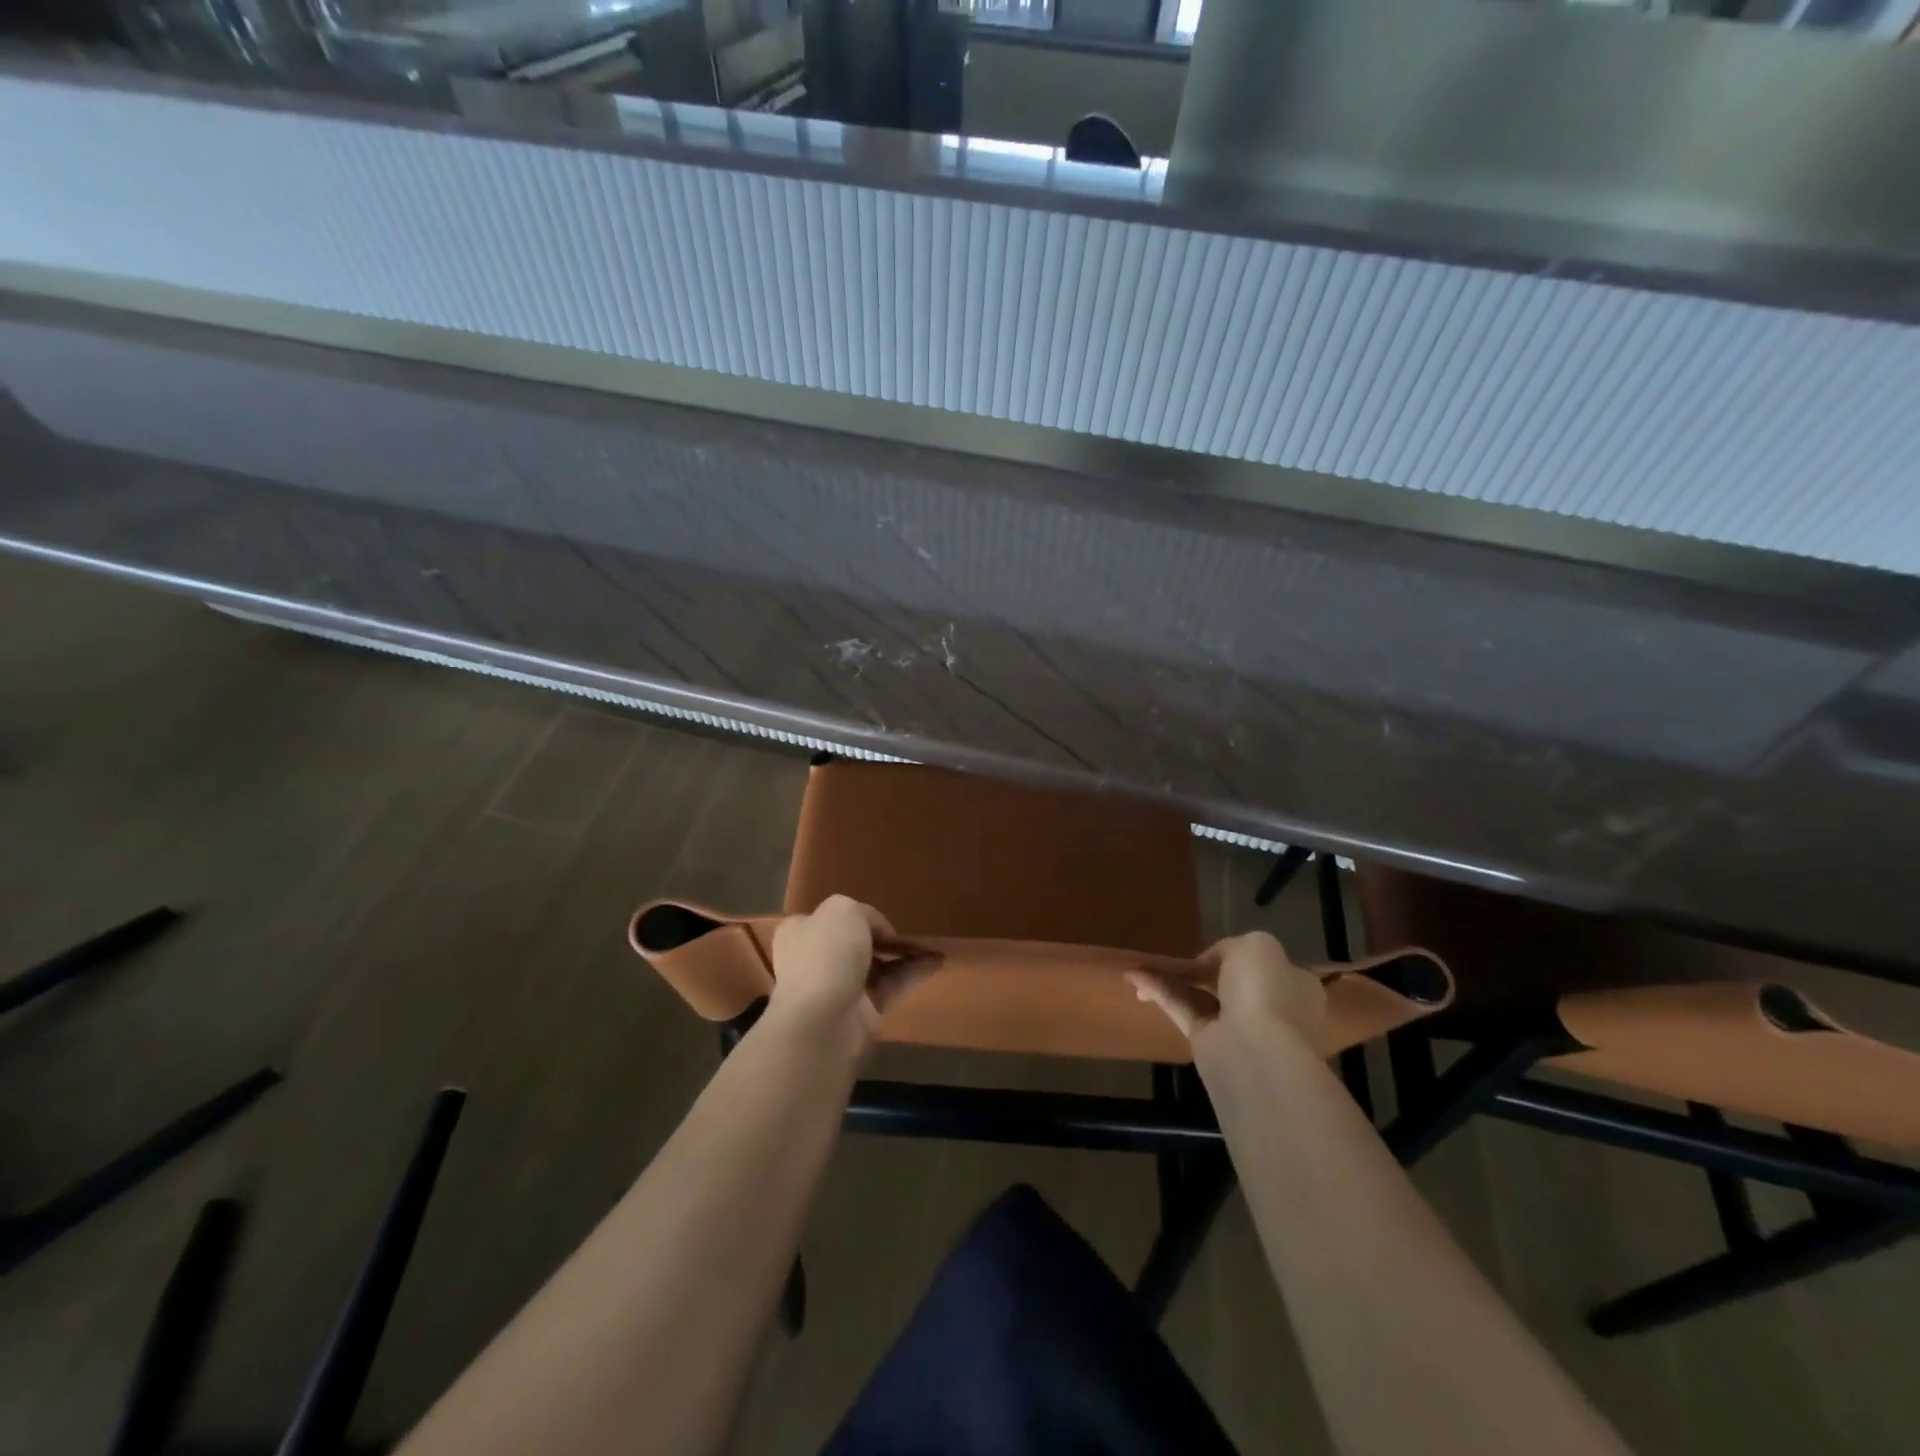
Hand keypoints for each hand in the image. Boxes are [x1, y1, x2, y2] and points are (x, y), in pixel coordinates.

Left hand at [766, 895, 940, 1056]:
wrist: (821, 1021)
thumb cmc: (825, 955)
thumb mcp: (843, 910)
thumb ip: (863, 913)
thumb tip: (877, 931)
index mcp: (801, 931)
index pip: (828, 919)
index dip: (854, 915)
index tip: (878, 917)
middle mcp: (817, 959)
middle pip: (854, 943)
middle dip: (881, 937)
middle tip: (907, 931)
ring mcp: (840, 987)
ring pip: (877, 965)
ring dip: (903, 955)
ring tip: (931, 945)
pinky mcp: (864, 1011)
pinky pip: (893, 985)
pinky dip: (914, 973)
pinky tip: (937, 962)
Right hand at [1128, 931, 1325, 1052]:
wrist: (1256, 1050)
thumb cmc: (1265, 990)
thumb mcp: (1256, 945)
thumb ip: (1232, 946)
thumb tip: (1211, 963)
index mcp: (1293, 984)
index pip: (1264, 964)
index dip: (1236, 955)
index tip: (1210, 950)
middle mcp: (1271, 1007)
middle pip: (1230, 982)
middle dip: (1200, 971)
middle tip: (1174, 961)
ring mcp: (1241, 1028)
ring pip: (1202, 997)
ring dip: (1174, 981)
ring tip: (1141, 967)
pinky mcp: (1210, 1044)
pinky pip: (1184, 1012)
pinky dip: (1161, 995)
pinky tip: (1137, 979)